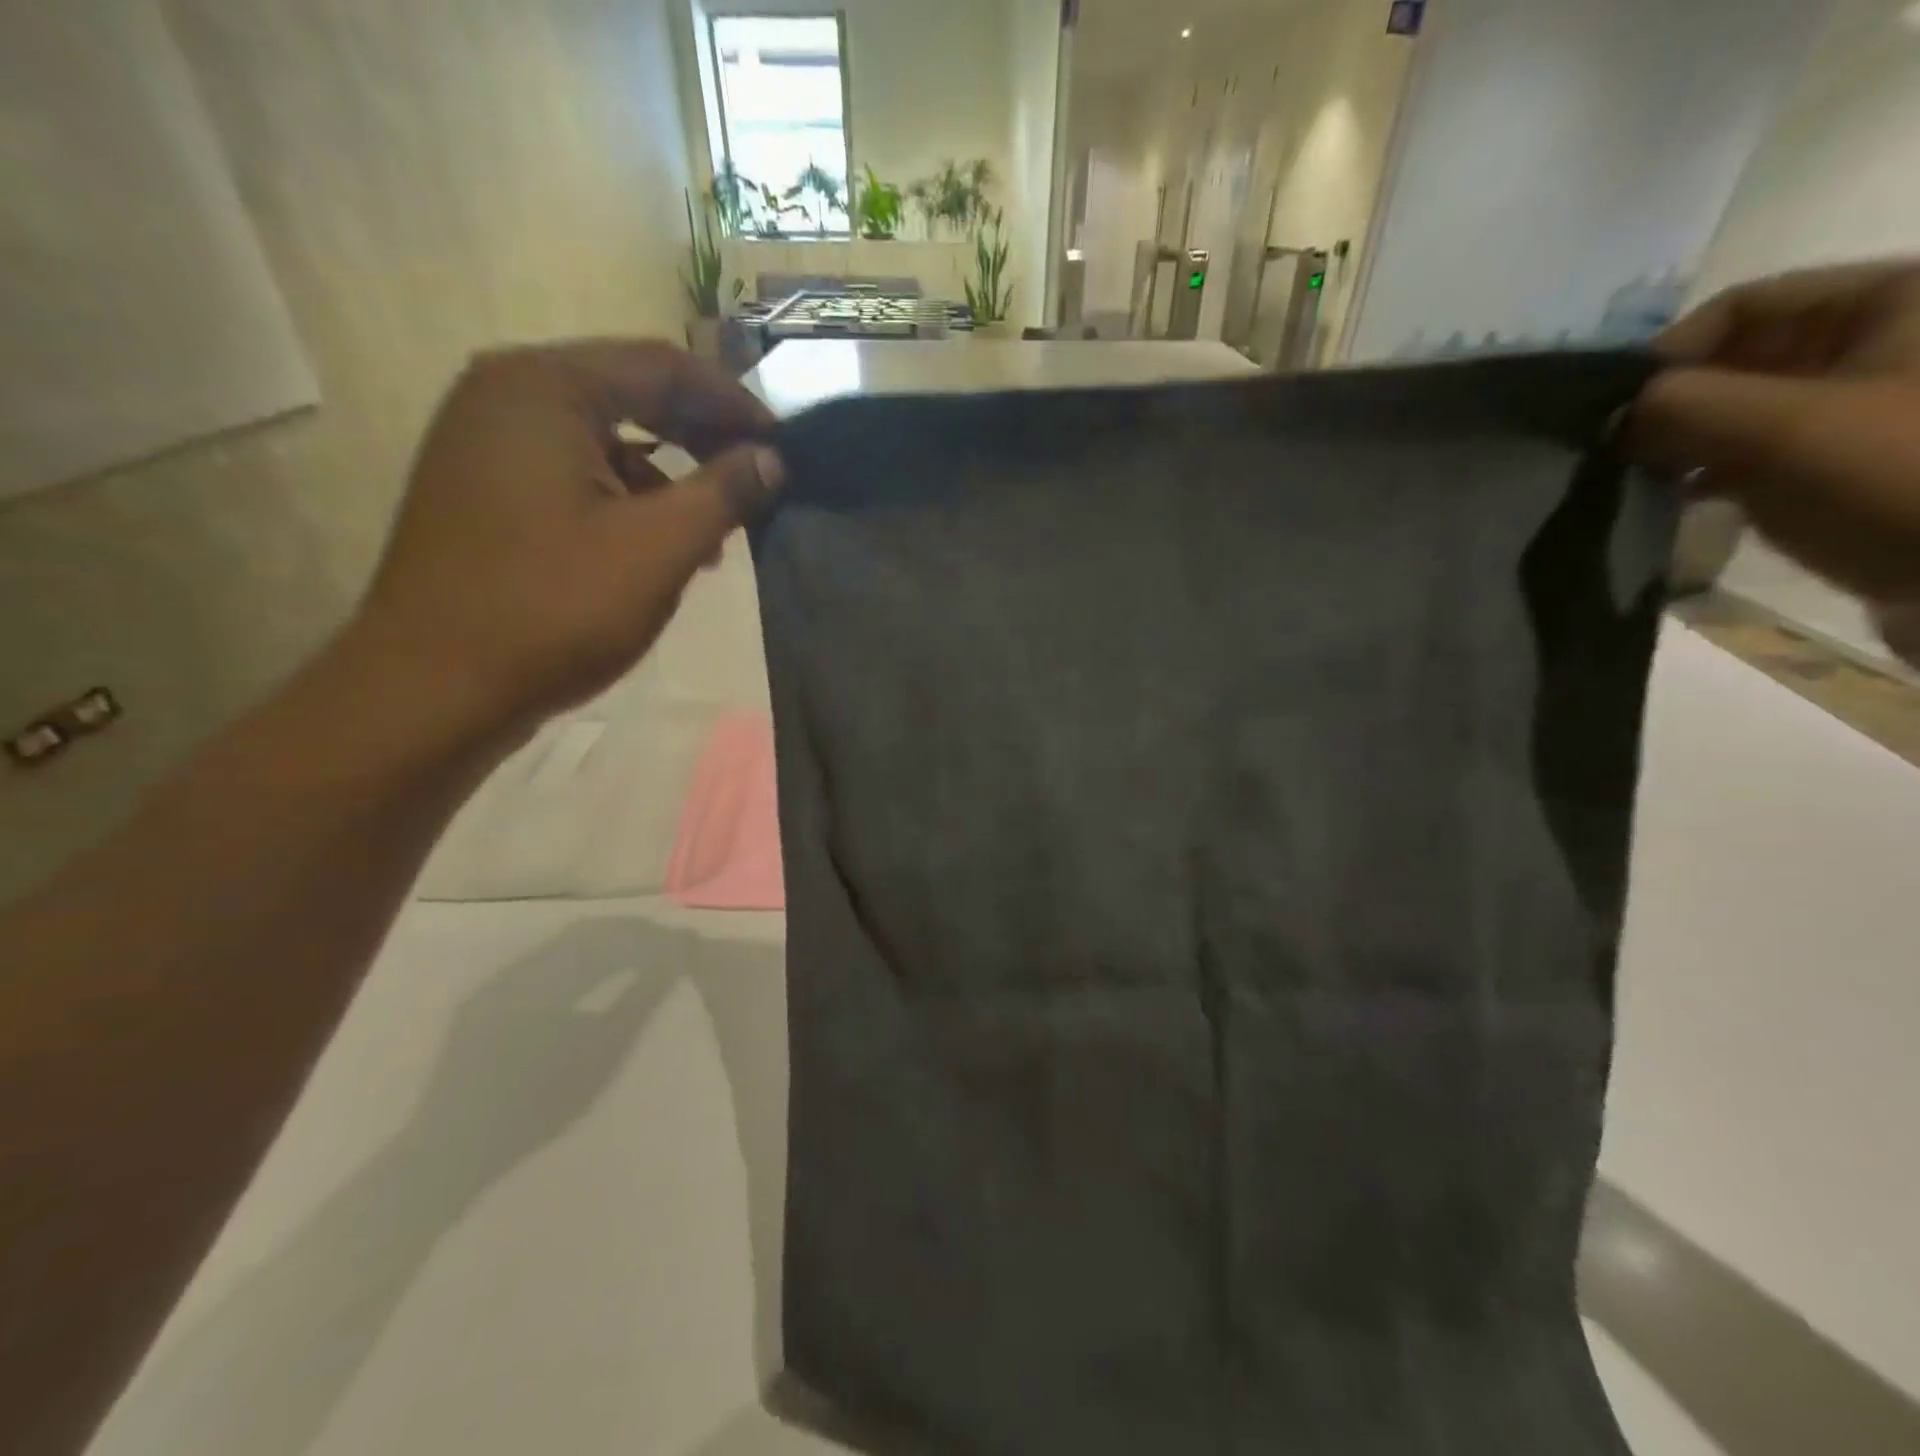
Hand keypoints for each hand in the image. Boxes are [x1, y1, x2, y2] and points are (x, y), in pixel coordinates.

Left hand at [351, 340, 781, 747]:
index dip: (734, 404)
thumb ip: (724, 493)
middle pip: (630, 393)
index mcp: (544, 388)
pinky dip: (625, 497)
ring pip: (603, 437)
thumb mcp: (658, 549)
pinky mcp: (483, 489)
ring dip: (668, 474)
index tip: (784, 447)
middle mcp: (506, 395)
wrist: (434, 690)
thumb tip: (772, 460)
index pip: (663, 367)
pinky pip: (573, 471)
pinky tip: (657, 546)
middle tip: (758, 479)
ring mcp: (485, 442)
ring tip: (715, 528)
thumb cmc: (553, 609)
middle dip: (702, 436)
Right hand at [1632, 260, 1919, 602]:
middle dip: (1673, 403)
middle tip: (1617, 450)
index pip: (1744, 305)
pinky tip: (1682, 498)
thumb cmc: (1903, 473)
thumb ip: (1683, 406)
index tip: (1614, 412)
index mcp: (1893, 299)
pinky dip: (1712, 471)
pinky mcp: (1849, 461)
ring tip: (1641, 477)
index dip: (1669, 353)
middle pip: (1741, 358)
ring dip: (1685, 442)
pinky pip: (1760, 451)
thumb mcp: (1785, 428)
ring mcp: (1865, 405)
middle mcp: (1881, 340)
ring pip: (1743, 408)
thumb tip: (1611, 412)